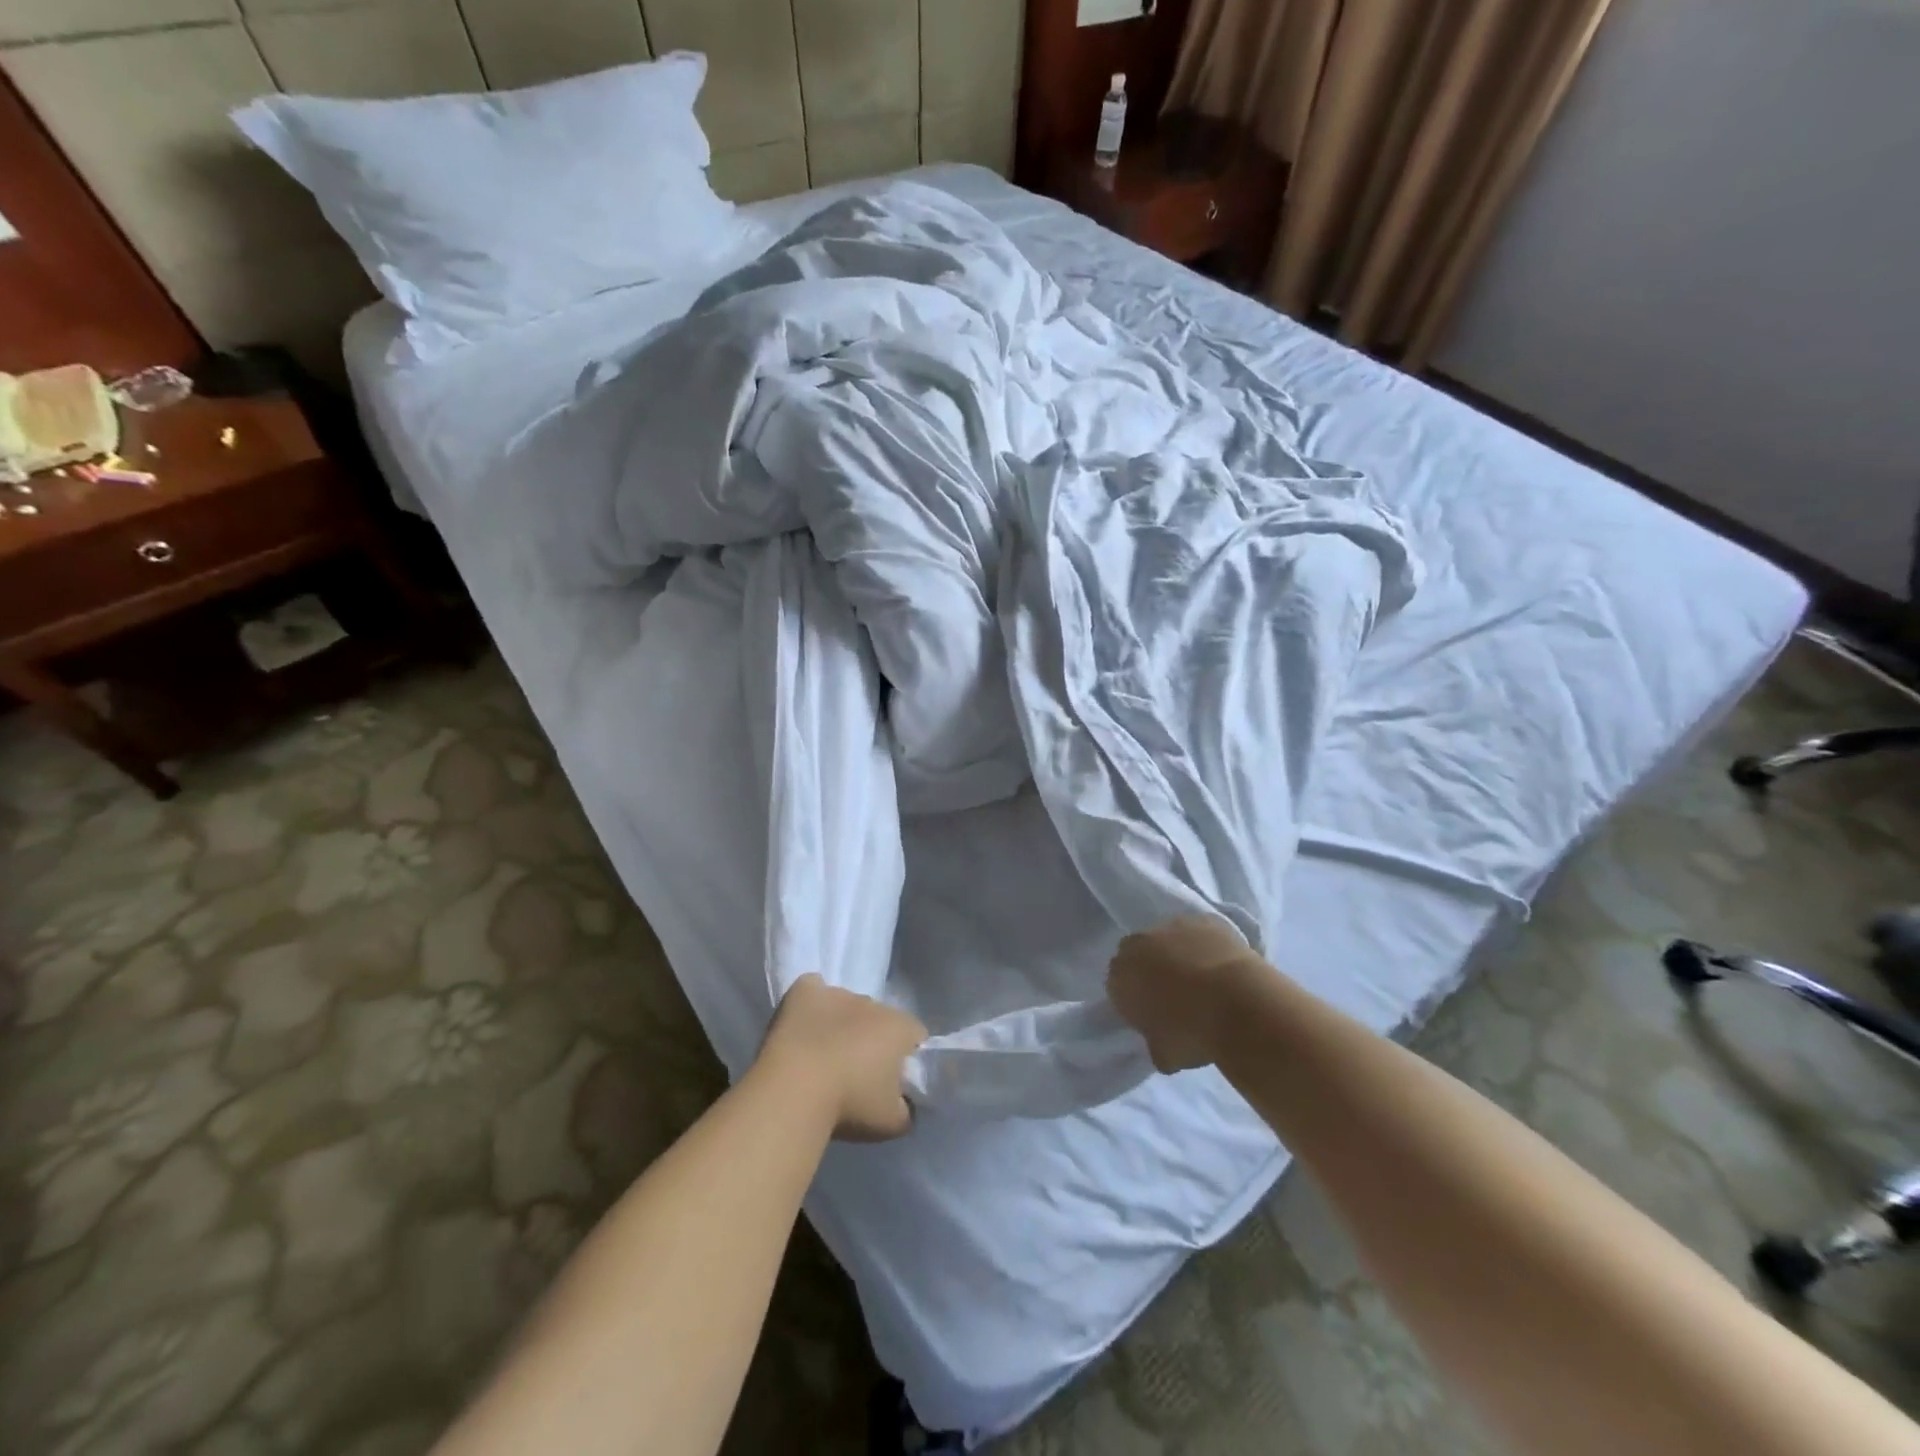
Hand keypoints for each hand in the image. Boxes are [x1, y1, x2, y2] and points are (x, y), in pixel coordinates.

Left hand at [760, 975, 927, 1141]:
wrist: (793, 1092)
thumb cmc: (848, 1106)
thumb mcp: (893, 1124)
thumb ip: (907, 1109)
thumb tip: (904, 1102)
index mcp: (899, 1028)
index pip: (915, 1035)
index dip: (906, 1057)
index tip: (893, 1081)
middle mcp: (872, 1003)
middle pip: (879, 1019)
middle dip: (871, 1039)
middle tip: (856, 1074)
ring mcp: (836, 993)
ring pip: (846, 1006)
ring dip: (842, 1025)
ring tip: (822, 1058)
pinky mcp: (804, 991)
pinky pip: (813, 990)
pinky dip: (811, 1004)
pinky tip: (803, 1026)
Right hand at [1108, 917, 1267, 1073]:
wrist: (1238, 1005)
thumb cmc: (1192, 1034)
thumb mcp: (1164, 1054)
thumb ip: (1154, 1041)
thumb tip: (1161, 1040)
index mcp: (1120, 976)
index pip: (1118, 985)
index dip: (1134, 1000)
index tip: (1151, 1016)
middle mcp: (1138, 944)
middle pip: (1138, 954)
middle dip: (1150, 970)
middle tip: (1173, 996)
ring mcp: (1172, 926)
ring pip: (1168, 939)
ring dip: (1177, 954)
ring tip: (1202, 980)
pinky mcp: (1205, 919)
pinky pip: (1199, 933)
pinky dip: (1206, 946)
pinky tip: (1221, 965)